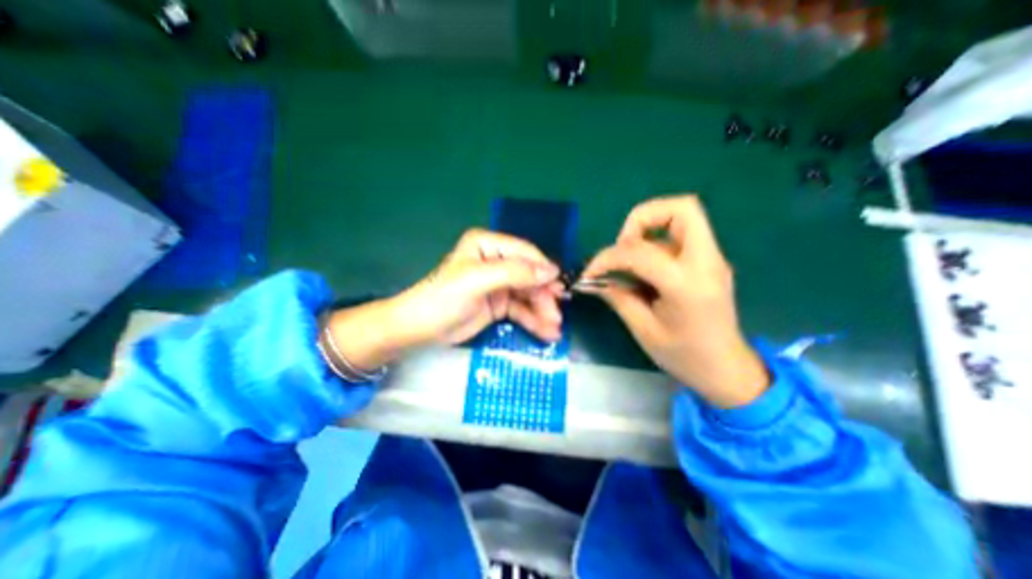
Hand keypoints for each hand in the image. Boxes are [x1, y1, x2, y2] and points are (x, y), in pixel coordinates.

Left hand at [325, 229, 562, 370]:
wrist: (420, 329)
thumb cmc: (444, 297)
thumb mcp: (477, 281)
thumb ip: (514, 273)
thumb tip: (551, 271)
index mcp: (488, 245)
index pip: (524, 253)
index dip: (543, 269)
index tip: (559, 287)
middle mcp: (496, 261)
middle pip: (530, 276)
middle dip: (544, 296)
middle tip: (557, 315)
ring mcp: (499, 284)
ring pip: (529, 295)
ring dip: (543, 311)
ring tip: (554, 329)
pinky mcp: (499, 304)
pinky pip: (522, 310)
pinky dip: (534, 321)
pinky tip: (546, 332)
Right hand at [580, 197, 763, 409]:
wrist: (727, 369)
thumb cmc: (684, 356)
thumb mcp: (643, 330)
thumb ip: (618, 298)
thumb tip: (594, 280)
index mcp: (687, 285)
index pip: (640, 253)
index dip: (607, 258)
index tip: (591, 273)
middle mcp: (706, 262)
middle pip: (682, 208)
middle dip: (642, 218)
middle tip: (623, 245)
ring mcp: (712, 259)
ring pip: (683, 216)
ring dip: (649, 228)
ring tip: (630, 256)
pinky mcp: (709, 261)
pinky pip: (681, 235)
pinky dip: (656, 241)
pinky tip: (644, 268)